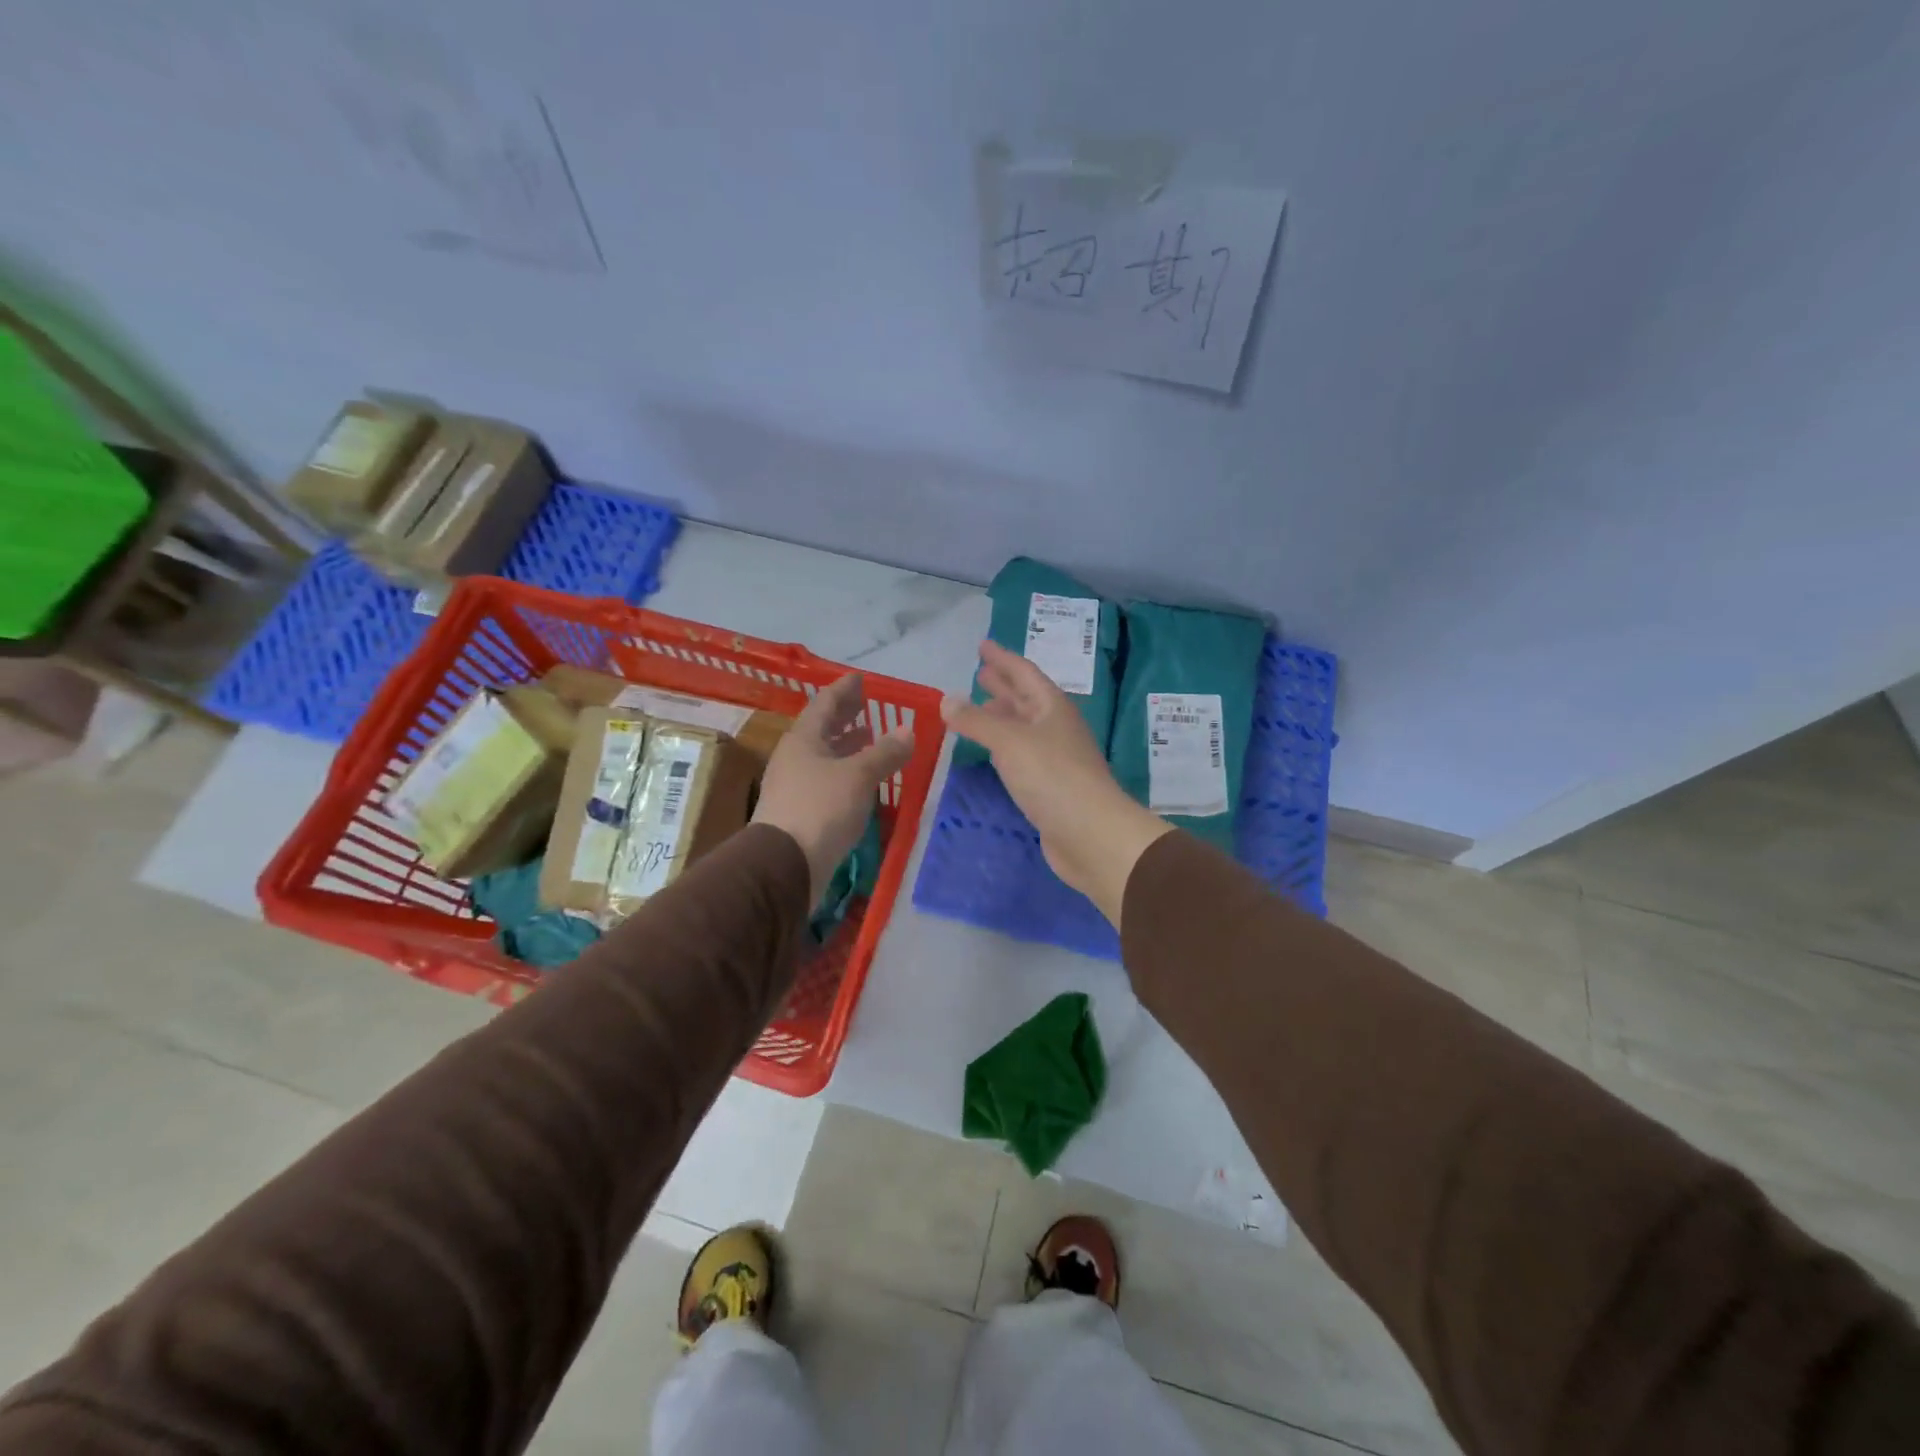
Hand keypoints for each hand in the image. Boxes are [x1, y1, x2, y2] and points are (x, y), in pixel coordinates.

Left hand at [753, 674, 913, 902]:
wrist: (784, 866)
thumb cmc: (821, 809)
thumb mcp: (859, 775)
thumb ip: (885, 752)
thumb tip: (908, 730)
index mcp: (803, 739)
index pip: (825, 703)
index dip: (845, 689)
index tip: (861, 679)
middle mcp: (795, 757)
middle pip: (822, 728)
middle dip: (845, 716)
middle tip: (866, 706)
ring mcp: (795, 786)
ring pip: (824, 756)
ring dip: (847, 746)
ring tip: (870, 739)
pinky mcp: (800, 812)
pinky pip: (826, 780)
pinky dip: (846, 772)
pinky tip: (862, 780)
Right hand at [941, 641, 1171, 926]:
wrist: (1090, 834)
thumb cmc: (1052, 777)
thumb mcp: (1009, 742)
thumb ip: (976, 721)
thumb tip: (946, 699)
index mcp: (1052, 707)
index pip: (1024, 672)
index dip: (1002, 658)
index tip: (983, 645)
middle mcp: (1055, 727)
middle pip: (1026, 698)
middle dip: (1003, 684)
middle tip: (980, 672)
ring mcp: (1054, 757)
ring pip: (1023, 727)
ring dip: (1002, 715)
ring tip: (978, 707)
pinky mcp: (1049, 786)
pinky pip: (1021, 755)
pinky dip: (1003, 746)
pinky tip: (992, 751)